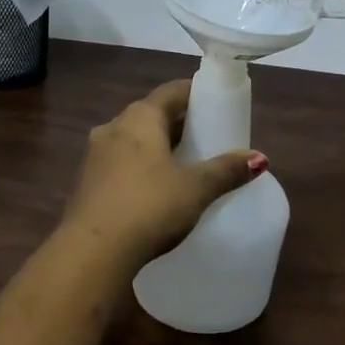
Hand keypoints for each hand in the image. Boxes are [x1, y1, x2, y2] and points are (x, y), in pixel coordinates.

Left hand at [61, 80, 267, 266]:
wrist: (92, 253)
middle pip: (152, 115)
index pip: (172, 91)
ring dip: (157, 147)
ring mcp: (95, 155)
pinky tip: (155, 190)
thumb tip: (259, 158)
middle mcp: (113, 126)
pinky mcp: (86, 183)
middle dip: (179, 124)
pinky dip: (140, 168)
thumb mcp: (196, 188)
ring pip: (134, 140)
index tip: (217, 105)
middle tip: (207, 139)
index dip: (196, 94)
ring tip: (184, 165)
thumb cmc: (148, 207)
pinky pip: (120, 164)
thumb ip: (227, 170)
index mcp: (140, 117)